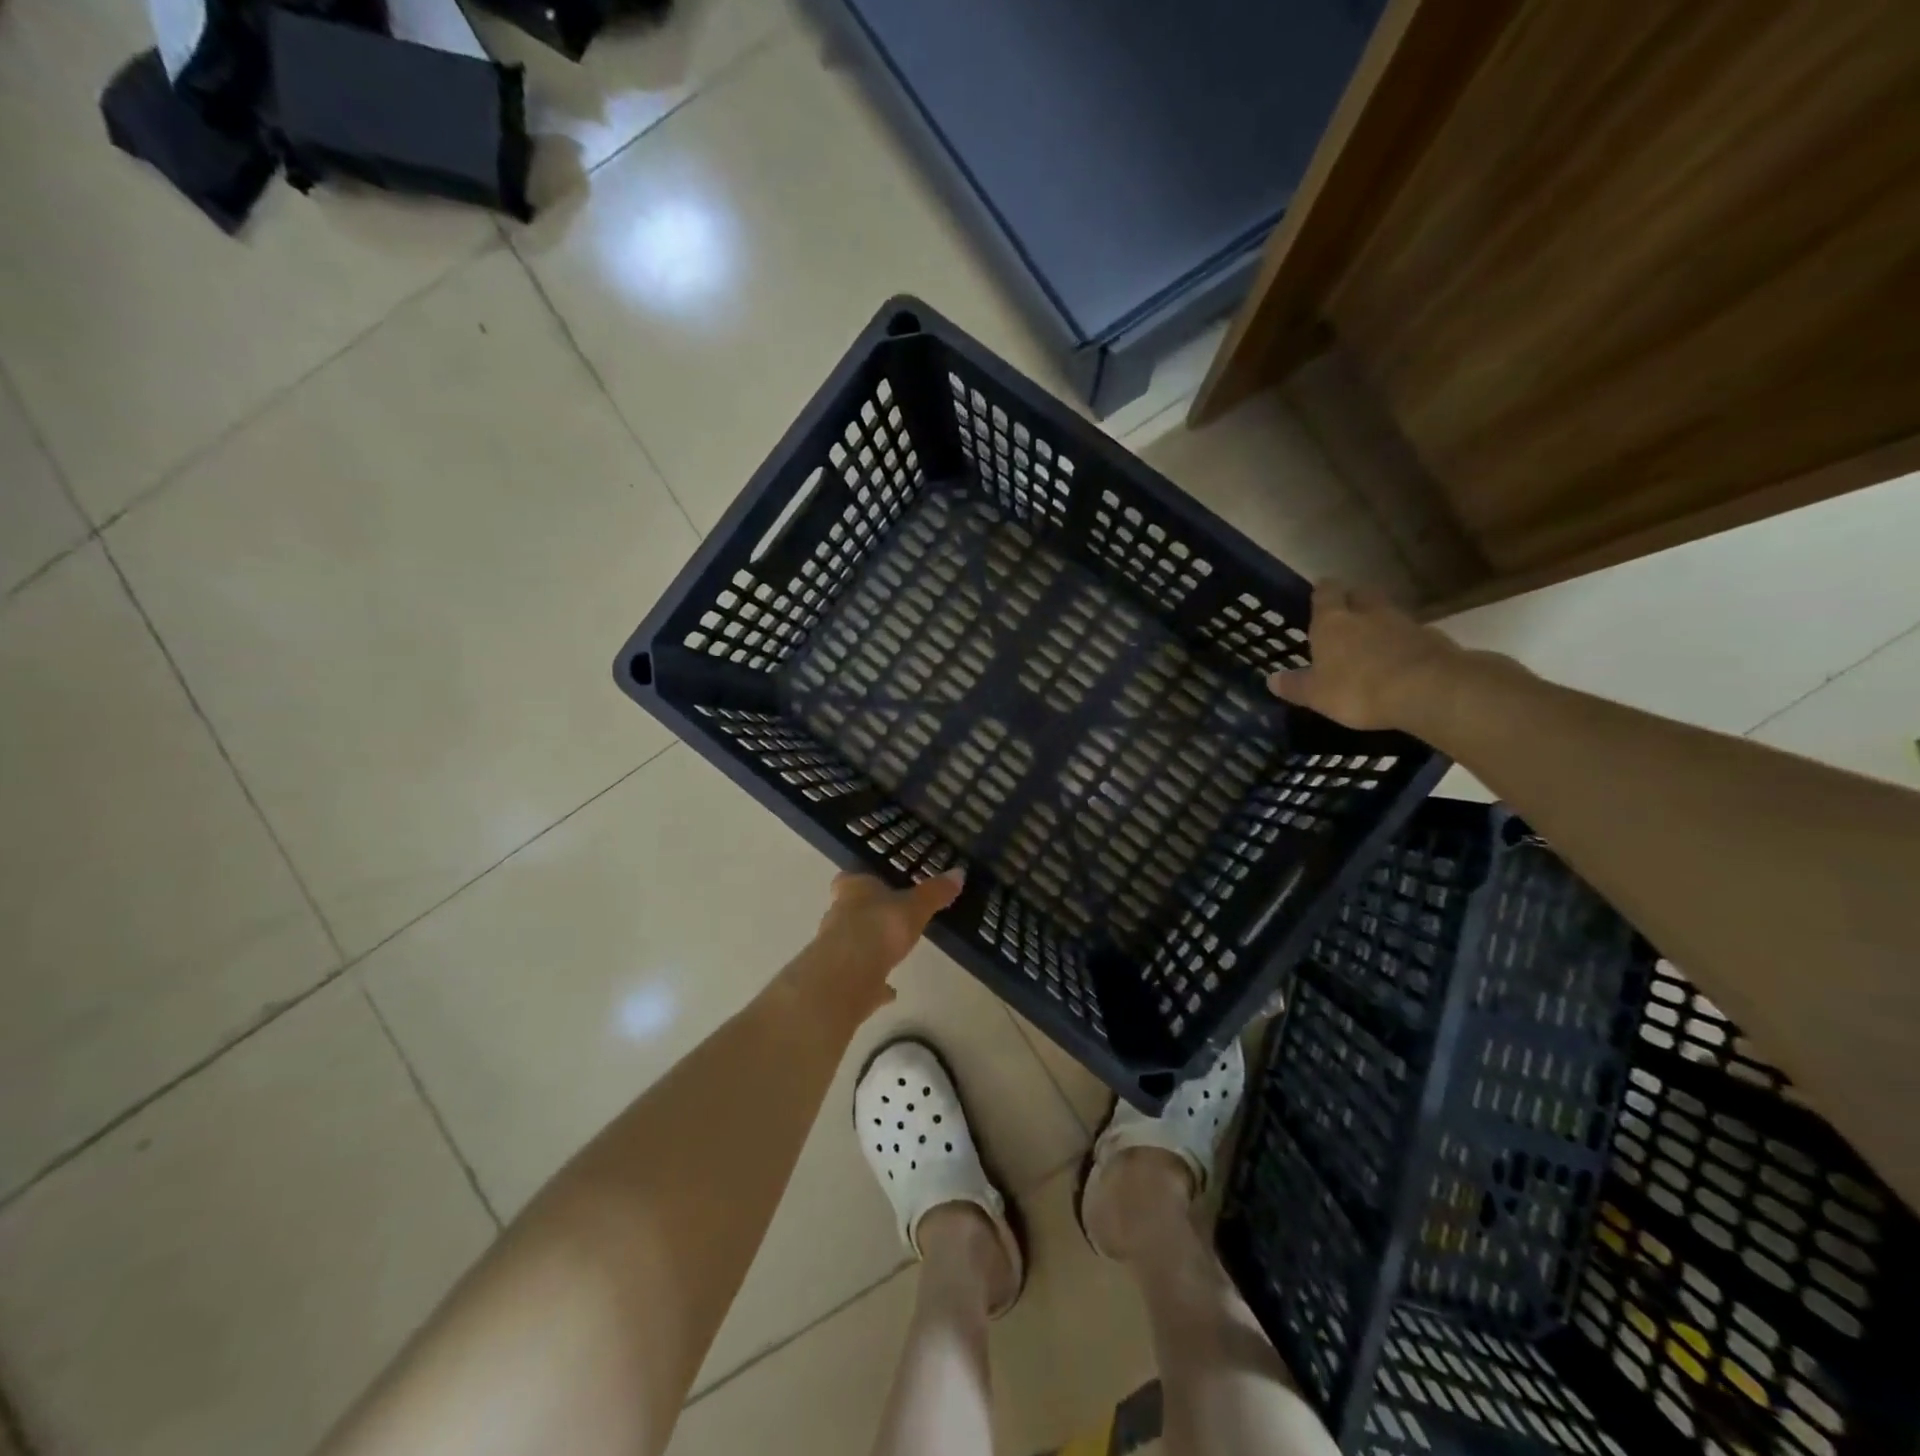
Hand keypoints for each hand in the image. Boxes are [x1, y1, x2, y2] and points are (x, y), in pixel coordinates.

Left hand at [806, 868, 965, 1016]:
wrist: (847, 976)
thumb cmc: (880, 927)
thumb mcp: (915, 907)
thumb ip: (934, 892)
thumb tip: (959, 872)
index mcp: (852, 890)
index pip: (850, 879)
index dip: (863, 882)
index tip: (878, 887)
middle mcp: (838, 915)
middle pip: (850, 911)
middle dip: (868, 915)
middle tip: (892, 920)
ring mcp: (835, 949)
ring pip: (853, 943)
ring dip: (869, 947)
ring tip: (893, 953)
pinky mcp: (839, 980)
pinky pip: (860, 977)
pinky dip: (873, 981)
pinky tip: (890, 990)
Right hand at [1266, 579, 1476, 731]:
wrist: (1428, 690)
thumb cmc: (1358, 689)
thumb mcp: (1316, 694)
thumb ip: (1295, 685)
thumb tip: (1272, 679)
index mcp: (1333, 622)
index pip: (1325, 592)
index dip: (1321, 592)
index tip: (1318, 594)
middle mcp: (1367, 613)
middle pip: (1360, 595)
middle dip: (1353, 601)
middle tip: (1345, 616)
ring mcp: (1404, 623)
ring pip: (1387, 613)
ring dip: (1379, 622)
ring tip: (1372, 643)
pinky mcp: (1432, 639)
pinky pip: (1412, 635)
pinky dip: (1403, 643)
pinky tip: (1400, 661)